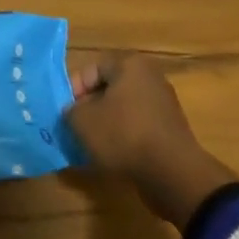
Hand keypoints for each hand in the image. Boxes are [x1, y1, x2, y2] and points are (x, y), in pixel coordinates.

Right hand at [64, 52, 237, 228]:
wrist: (172, 174)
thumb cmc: (123, 135)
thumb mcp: (82, 121)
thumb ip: (70, 110)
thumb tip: (74, 112)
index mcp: (129, 64)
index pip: (91, 69)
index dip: (74, 90)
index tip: (66, 113)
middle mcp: (150, 77)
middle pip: (108, 89)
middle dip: (90, 108)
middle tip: (77, 128)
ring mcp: (164, 104)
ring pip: (123, 109)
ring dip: (106, 124)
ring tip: (93, 145)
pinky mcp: (171, 130)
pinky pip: (138, 127)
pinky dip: (124, 138)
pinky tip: (114, 155)